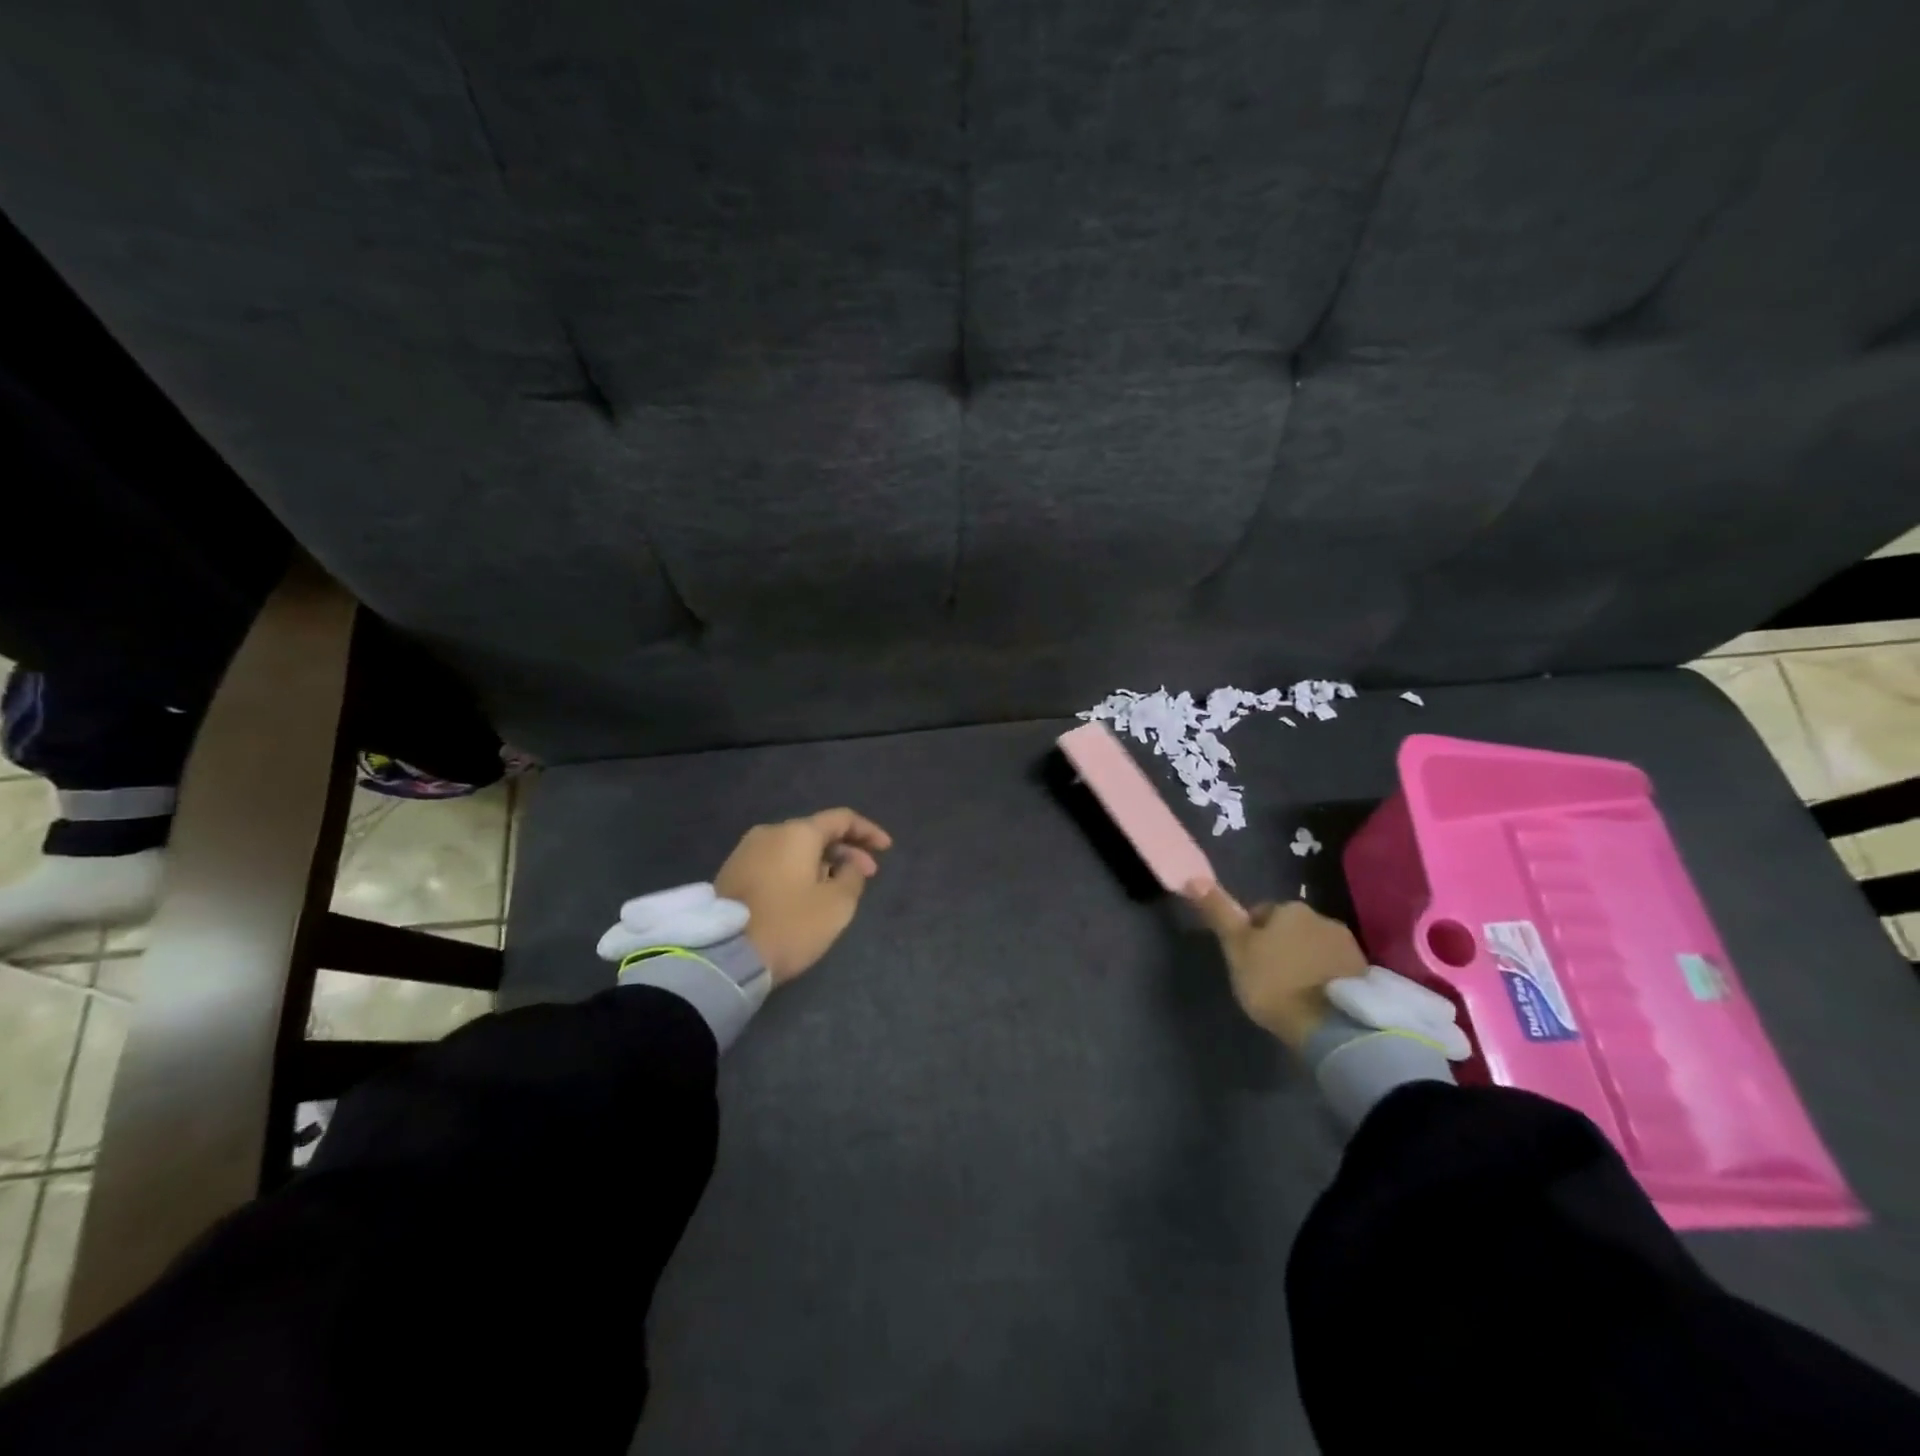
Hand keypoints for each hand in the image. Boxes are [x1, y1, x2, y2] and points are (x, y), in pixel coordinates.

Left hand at [714, 808, 892, 985]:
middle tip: (867, 874)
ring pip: (795, 848)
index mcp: (797, 833)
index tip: (886, 849)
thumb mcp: (837, 905)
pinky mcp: (732, 872)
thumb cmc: (790, 925)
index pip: (841, 819)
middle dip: (846, 850)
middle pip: (817, 832)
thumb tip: (849, 865)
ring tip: (838, 887)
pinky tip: (807, 893)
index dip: (868, 831)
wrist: (724, 956)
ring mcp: (746, 851)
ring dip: (821, 862)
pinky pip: (775, 862)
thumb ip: (852, 877)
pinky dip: (797, 870)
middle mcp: (770, 832)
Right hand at [1184, 881, 1367, 1050]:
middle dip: (1280, 946)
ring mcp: (1348, 945)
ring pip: (1314, 947)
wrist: (1331, 1028)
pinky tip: (1314, 999)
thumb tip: (1193, 877)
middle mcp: (1322, 917)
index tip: (1246, 961)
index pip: (1262, 914)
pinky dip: (1323, 977)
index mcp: (1289, 909)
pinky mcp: (1364, 973)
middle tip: (1267, 978)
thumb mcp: (1236, 947)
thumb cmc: (1274, 982)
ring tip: (1292, 991)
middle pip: (1291, 929)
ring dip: (1303, 961)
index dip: (1250, 937)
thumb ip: (1218, 912)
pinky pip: (1334, 968)